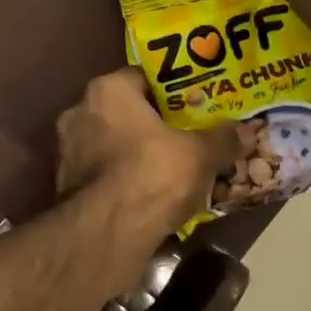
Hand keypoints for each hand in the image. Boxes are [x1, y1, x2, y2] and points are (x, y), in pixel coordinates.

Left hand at [56, 69, 241, 235]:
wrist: (105, 233)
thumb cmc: (151, 175)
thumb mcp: (200, 155)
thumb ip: (222, 138)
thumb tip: (244, 131)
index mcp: (107, 90)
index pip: (143, 77)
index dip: (173, 90)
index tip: (196, 105)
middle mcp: (80, 111)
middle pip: (126, 111)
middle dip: (155, 125)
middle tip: (187, 138)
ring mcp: (68, 149)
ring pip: (113, 143)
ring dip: (138, 153)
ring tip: (172, 170)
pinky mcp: (65, 183)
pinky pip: (103, 172)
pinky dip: (123, 179)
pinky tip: (148, 195)